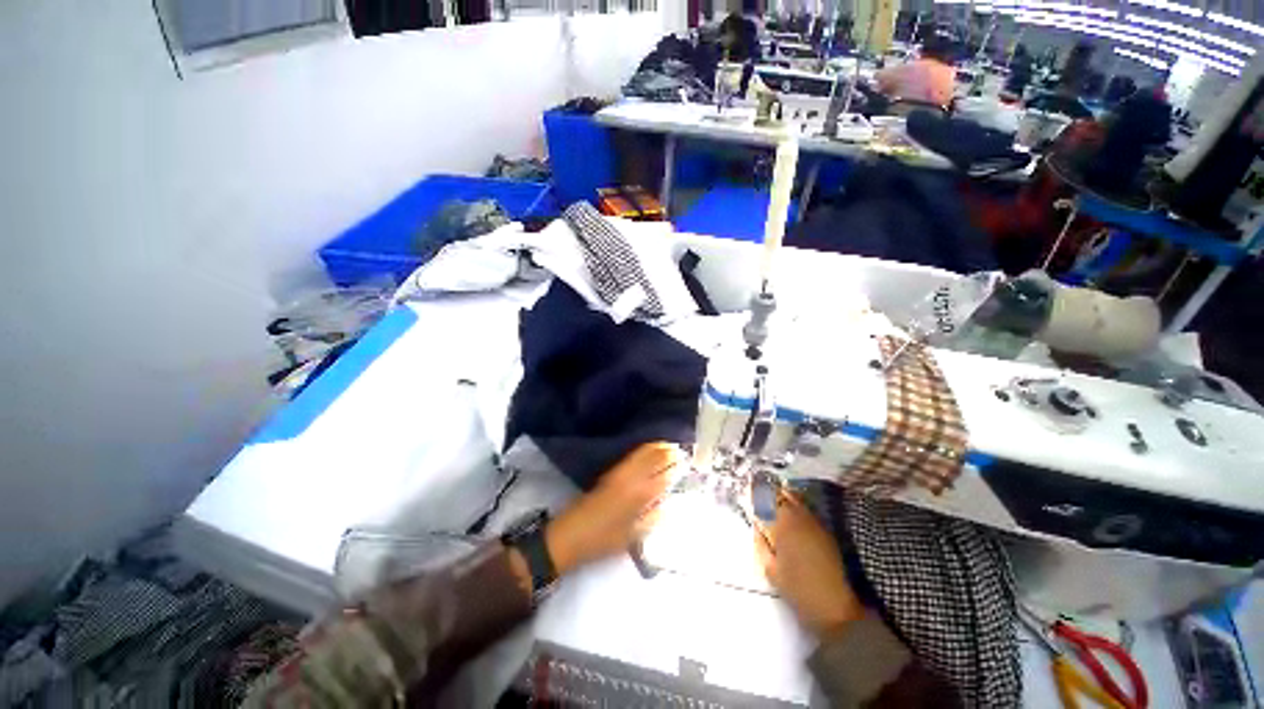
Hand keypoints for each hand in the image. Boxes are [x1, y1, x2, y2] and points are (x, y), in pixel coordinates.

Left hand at [546, 443, 683, 574]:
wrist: (568, 536)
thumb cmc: (602, 541)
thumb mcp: (632, 537)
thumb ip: (652, 520)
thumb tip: (668, 507)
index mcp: (638, 495)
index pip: (663, 476)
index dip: (675, 467)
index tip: (688, 460)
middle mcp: (630, 479)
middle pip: (652, 459)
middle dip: (667, 452)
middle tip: (681, 449)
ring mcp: (618, 474)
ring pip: (641, 455)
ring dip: (656, 449)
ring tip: (668, 446)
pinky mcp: (609, 475)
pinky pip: (631, 458)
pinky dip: (643, 452)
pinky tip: (648, 452)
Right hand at [754, 490, 864, 639]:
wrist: (835, 607)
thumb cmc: (798, 590)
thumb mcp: (770, 569)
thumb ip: (761, 543)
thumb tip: (756, 525)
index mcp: (782, 525)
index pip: (766, 499)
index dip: (756, 491)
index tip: (748, 487)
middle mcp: (799, 518)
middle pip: (782, 494)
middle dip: (769, 490)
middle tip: (758, 488)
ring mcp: (814, 522)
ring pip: (796, 498)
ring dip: (783, 494)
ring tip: (772, 494)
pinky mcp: (825, 530)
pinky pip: (806, 508)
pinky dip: (796, 504)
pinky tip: (790, 509)